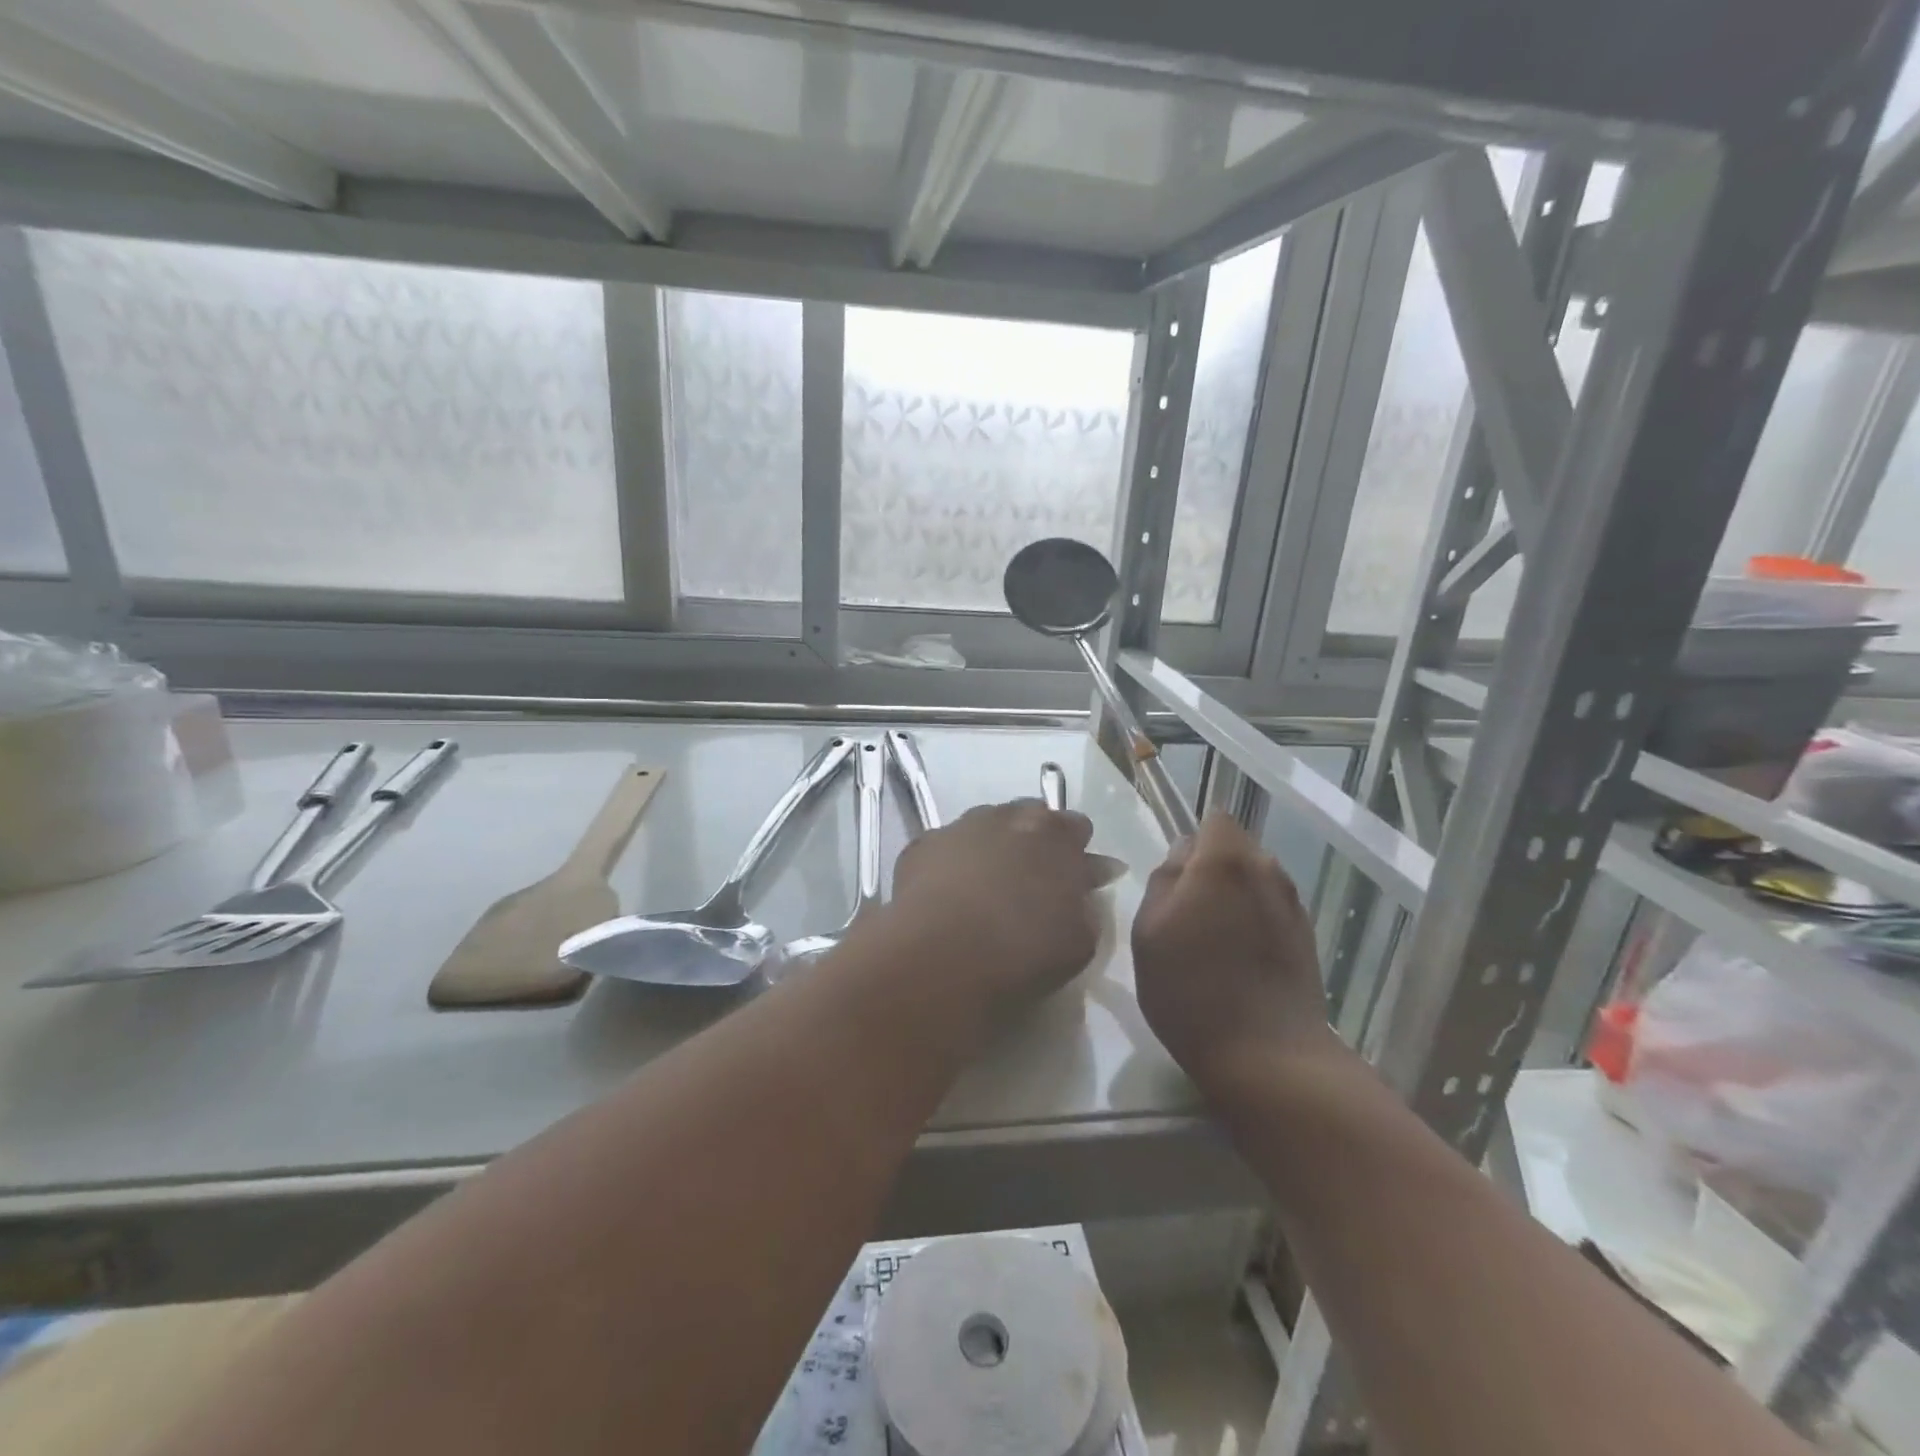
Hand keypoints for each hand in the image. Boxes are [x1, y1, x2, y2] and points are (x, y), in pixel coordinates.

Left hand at [885, 800, 1100, 1018]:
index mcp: (1055, 833)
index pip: (1076, 827)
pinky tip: (947, 897)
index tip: (1074, 880)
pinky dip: (951, 865)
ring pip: (984, 828)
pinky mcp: (921, 845)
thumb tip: (1086, 881)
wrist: (940, 956)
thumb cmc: (1022, 951)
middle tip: (1030, 881)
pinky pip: (945, 848)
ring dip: (991, 848)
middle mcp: (1008, 816)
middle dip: (1034, 842)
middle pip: (1029, 818)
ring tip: (985, 889)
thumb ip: (1087, 903)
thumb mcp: (1080, 940)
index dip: (1076, 852)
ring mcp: (960, 826)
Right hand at [1133, 812, 1334, 1082]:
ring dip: (1234, 897)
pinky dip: (1254, 923)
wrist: (1268, 1057)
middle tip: (1186, 913)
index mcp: (1225, 861)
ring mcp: (1293, 905)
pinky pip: (1271, 911)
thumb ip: (1163, 880)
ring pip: (1255, 881)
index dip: (1193, 842)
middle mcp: (1267, 870)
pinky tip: (1239, 962)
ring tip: (1213, 941)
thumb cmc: (1192, 990)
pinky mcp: (1307, 938)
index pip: (1214, 820)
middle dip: (1212, 868)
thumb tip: (1182, 856)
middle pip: (1236, 849)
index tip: (1176, 879)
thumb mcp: (1148, 931)